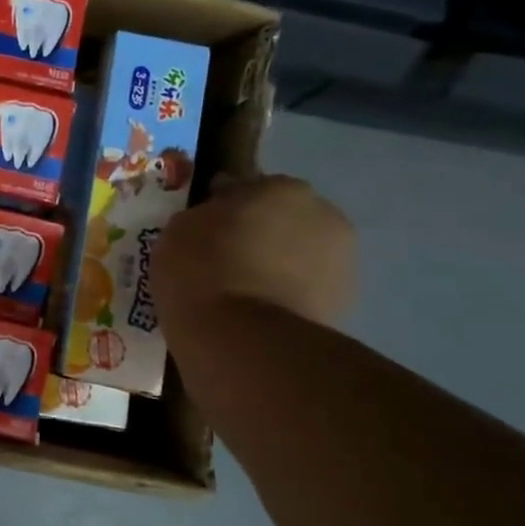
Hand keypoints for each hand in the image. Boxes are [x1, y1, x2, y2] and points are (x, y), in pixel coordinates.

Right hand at [151, 175, 355, 339]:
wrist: (241, 337)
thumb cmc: (202, 270)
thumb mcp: (179, 230)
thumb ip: (204, 215)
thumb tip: (216, 217)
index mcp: (281, 188)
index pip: (247, 189)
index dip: (223, 208)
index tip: (204, 231)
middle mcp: (323, 214)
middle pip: (282, 219)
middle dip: (259, 234)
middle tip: (224, 261)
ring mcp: (342, 261)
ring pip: (298, 255)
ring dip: (277, 265)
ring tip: (241, 293)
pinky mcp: (346, 304)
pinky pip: (305, 290)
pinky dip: (287, 296)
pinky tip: (257, 314)